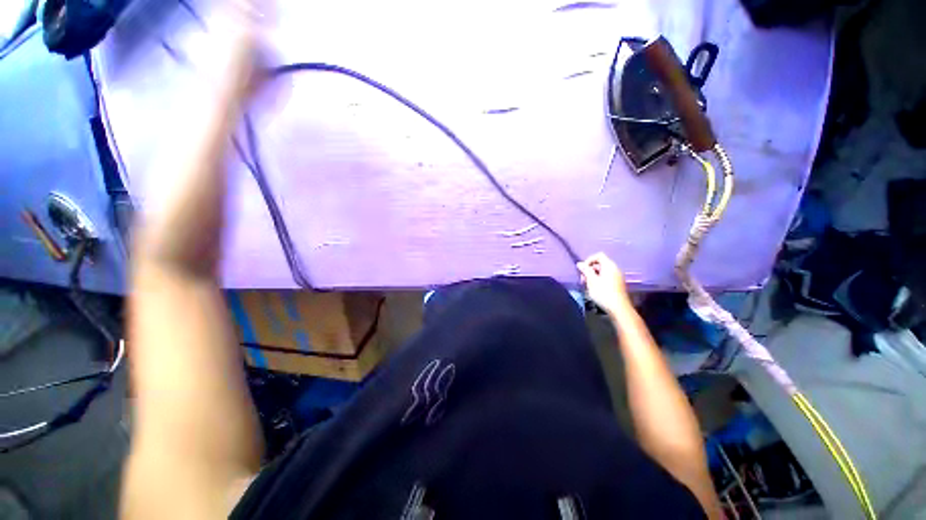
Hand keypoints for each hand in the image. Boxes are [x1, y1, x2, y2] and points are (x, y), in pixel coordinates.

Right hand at [577, 253, 629, 315]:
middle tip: (583, 279)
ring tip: (587, 285)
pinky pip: (606, 277)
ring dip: (593, 276)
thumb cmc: (603, 293)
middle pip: (600, 263)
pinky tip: (594, 289)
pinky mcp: (617, 284)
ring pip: (602, 271)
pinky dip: (599, 280)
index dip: (589, 260)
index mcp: (609, 266)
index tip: (583, 269)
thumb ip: (585, 270)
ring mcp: (617, 277)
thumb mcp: (591, 281)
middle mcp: (615, 269)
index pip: (598, 255)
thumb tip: (579, 264)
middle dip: (589, 269)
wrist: (618, 308)